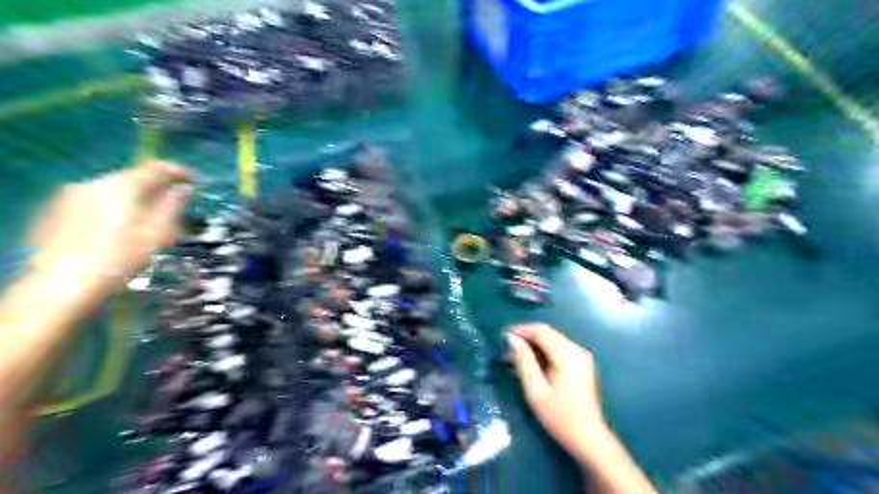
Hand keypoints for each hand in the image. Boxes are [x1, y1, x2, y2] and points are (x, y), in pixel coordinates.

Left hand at [27, 162, 192, 292]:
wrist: (63, 282)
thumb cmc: (121, 258)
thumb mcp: (158, 233)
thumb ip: (174, 206)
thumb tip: (185, 189)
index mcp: (124, 187)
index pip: (157, 168)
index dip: (179, 172)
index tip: (194, 181)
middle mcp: (96, 183)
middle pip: (134, 177)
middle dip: (157, 186)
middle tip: (175, 200)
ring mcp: (72, 195)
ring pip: (114, 188)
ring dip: (136, 196)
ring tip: (149, 215)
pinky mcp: (58, 209)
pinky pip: (96, 199)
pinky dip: (115, 205)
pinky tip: (120, 226)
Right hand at [505, 323, 609, 462]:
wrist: (589, 439)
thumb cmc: (560, 417)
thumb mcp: (535, 389)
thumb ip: (523, 360)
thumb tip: (511, 338)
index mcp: (567, 354)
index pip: (541, 330)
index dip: (520, 330)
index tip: (501, 337)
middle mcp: (576, 349)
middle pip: (547, 333)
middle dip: (525, 337)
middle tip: (504, 349)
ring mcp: (581, 357)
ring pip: (552, 341)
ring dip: (532, 346)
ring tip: (512, 358)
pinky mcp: (580, 365)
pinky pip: (558, 350)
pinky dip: (542, 353)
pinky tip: (529, 364)